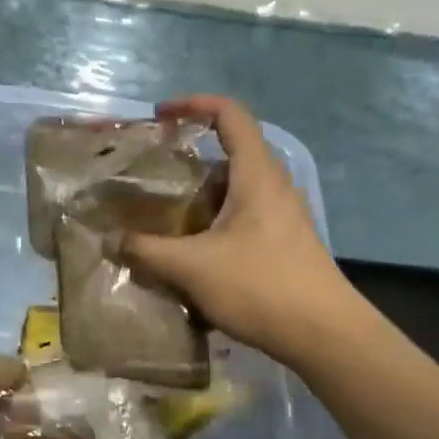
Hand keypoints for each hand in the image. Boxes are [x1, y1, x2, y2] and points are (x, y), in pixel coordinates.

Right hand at [122, 95, 355, 366]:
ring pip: (235, 192)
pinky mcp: (286, 244)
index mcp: (257, 174)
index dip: (194, 104)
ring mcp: (284, 216)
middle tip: (152, 181)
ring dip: (200, 201)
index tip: (160, 116)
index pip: (229, 114)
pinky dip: (215, 226)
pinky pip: (244, 219)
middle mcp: (274, 186)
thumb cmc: (260, 286)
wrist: (324, 334)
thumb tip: (114, 240)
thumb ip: (148, 250)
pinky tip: (194, 257)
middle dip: (188, 164)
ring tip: (165, 222)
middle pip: (229, 156)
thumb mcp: (193, 268)